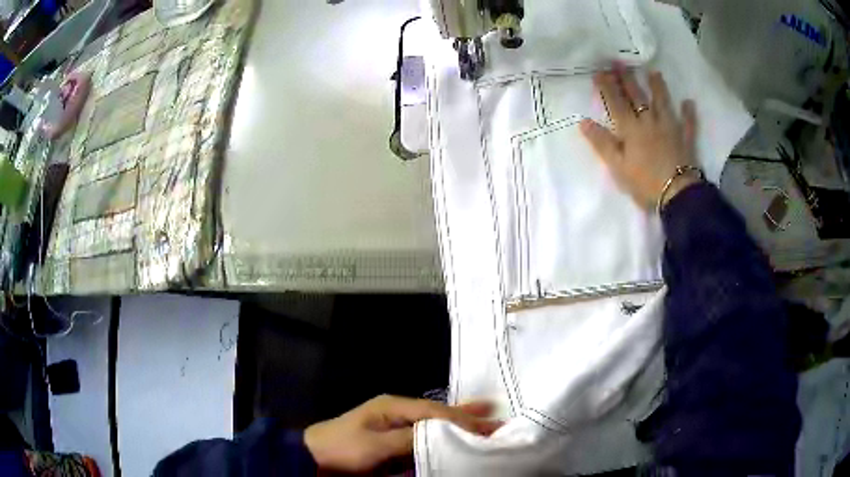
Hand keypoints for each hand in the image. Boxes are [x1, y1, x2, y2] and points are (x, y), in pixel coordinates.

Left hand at [304, 395, 500, 472]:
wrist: (314, 457)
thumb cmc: (343, 449)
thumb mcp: (376, 445)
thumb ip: (411, 439)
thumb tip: (443, 435)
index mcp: (394, 406)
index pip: (436, 412)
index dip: (462, 420)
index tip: (489, 426)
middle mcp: (398, 411)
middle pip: (438, 413)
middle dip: (466, 415)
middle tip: (496, 415)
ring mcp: (395, 425)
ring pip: (434, 423)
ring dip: (459, 424)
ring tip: (485, 418)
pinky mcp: (393, 440)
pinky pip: (424, 435)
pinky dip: (443, 435)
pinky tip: (456, 436)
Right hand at [580, 66, 699, 209]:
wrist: (677, 194)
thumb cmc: (645, 182)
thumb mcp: (618, 167)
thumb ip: (602, 144)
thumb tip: (584, 122)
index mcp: (631, 129)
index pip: (616, 103)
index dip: (607, 87)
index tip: (600, 71)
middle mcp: (650, 122)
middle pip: (637, 97)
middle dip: (627, 79)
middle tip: (620, 63)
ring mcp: (670, 128)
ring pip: (663, 103)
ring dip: (658, 88)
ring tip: (654, 73)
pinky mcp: (686, 139)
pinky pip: (688, 123)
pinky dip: (689, 114)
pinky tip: (689, 103)